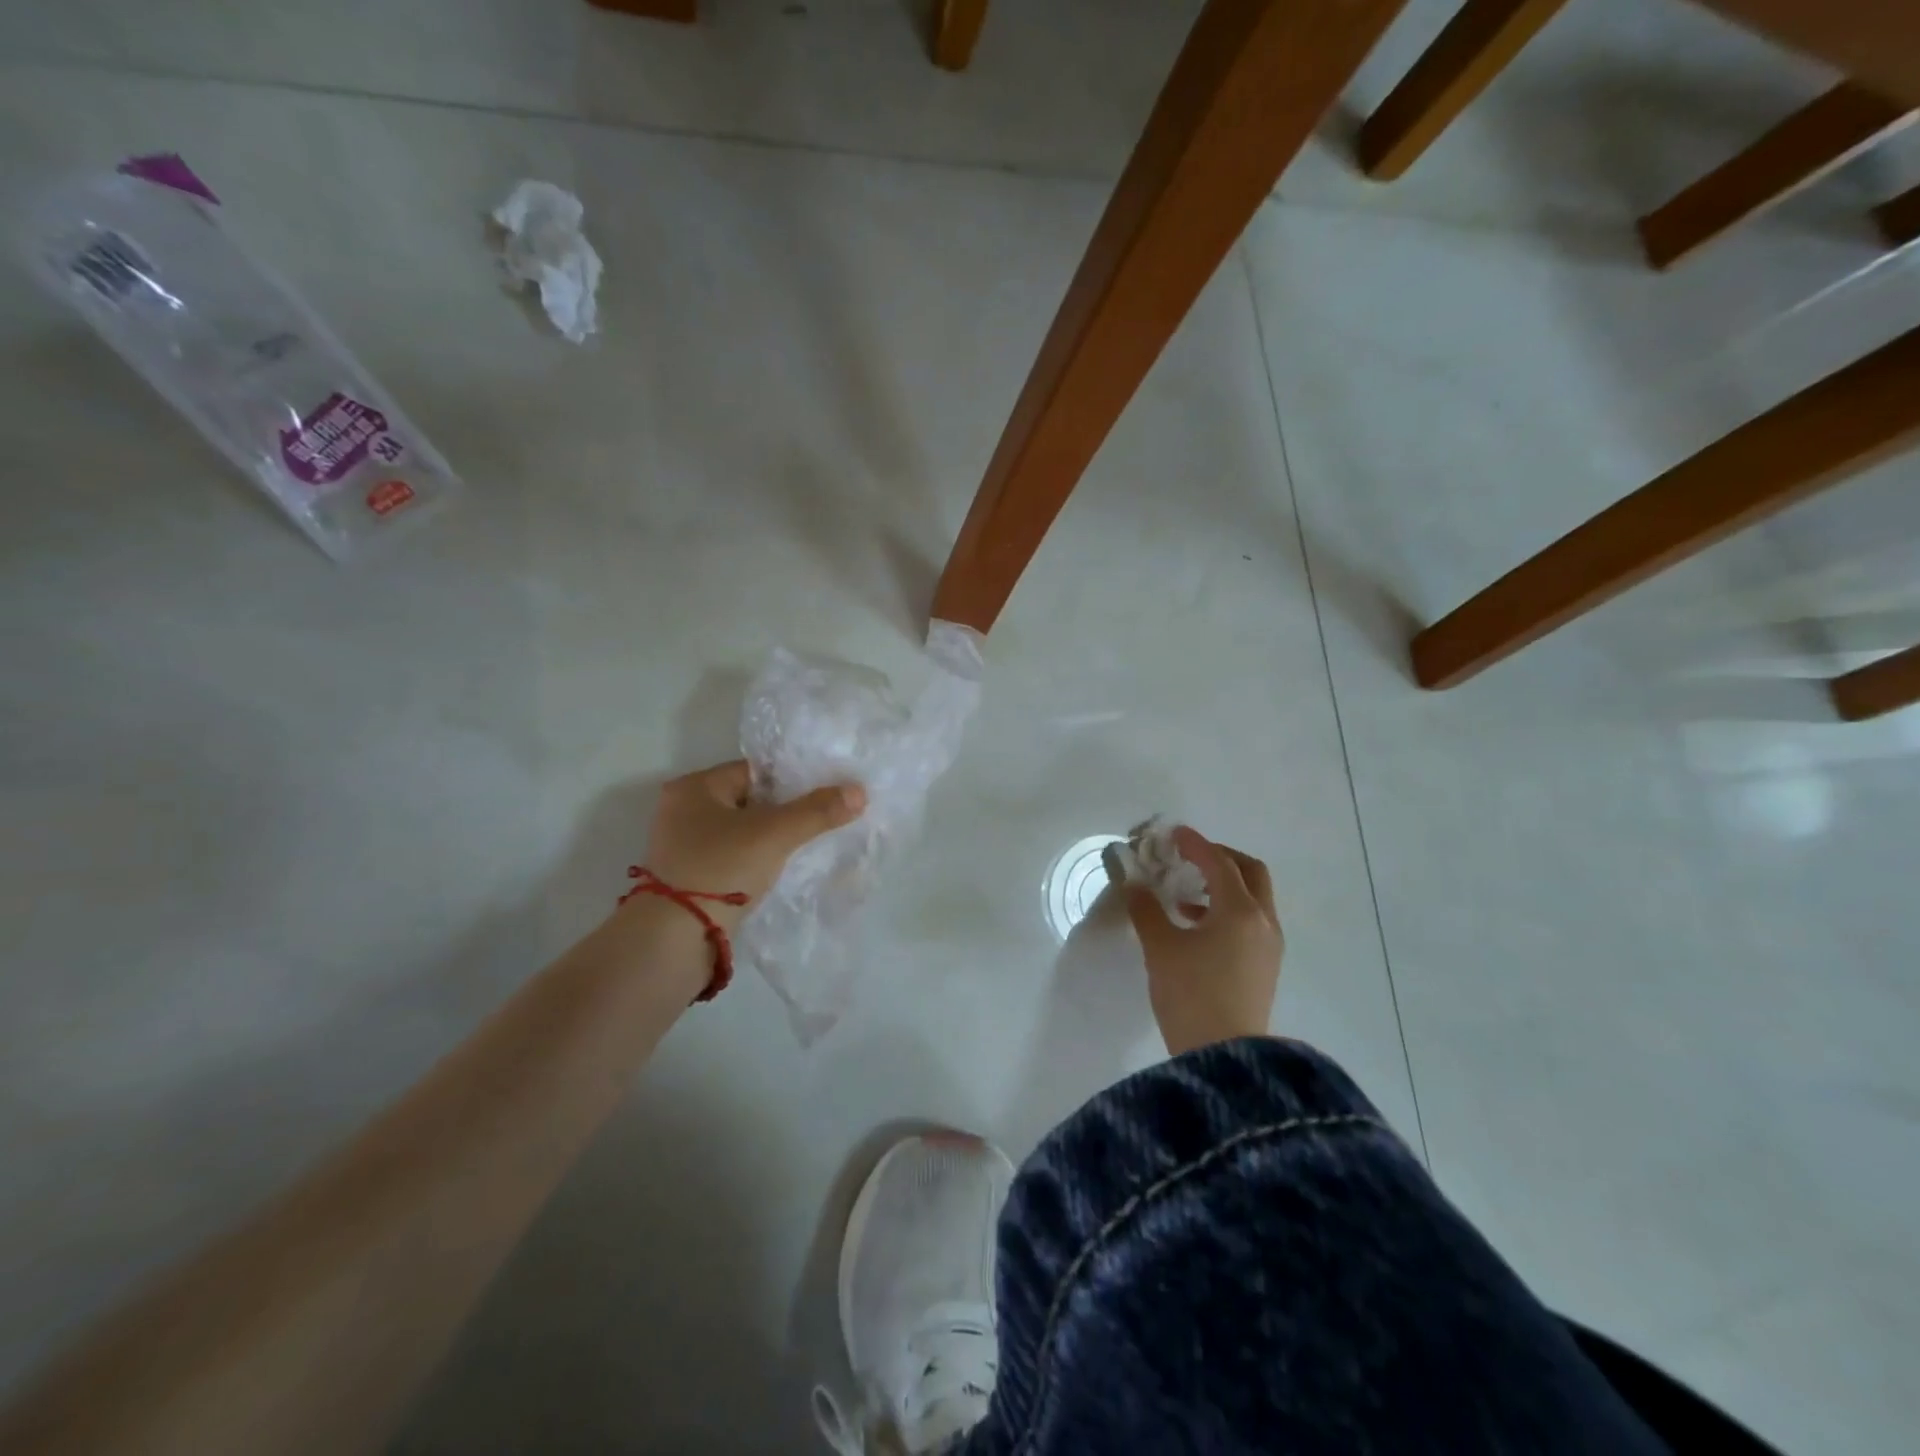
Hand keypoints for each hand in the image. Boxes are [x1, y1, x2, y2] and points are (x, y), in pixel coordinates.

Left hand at [640, 760, 866, 930]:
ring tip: (806, 847)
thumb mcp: (775, 833)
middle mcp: (681, 811)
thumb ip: (818, 810)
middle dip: (784, 812)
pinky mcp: (688, 879)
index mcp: (694, 788)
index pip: (754, 771)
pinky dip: (755, 863)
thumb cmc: (721, 868)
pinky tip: (781, 872)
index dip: (792, 781)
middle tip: (820, 821)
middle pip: (749, 801)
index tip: (824, 794)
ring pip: (742, 833)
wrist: (674, 940)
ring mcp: (682, 848)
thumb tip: (859, 791)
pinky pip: (732, 859)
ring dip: (770, 840)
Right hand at [1125, 827, 1283, 1055]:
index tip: (1173, 834)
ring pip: (1253, 898)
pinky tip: (1196, 926)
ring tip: (1186, 895)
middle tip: (1189, 858)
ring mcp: (1269, 946)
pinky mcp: (1266, 966)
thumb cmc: (1190, 995)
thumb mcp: (1160, 948)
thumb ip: (1145, 909)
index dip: (1195, 844)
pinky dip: (1227, 910)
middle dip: (1220, 858)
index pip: (1218, 863)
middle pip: (1249, 872)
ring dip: (1223, 886)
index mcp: (1239, 911)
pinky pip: (1251, 921)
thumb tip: (1132, 881)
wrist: (1224, 1059)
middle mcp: (1263, 921)